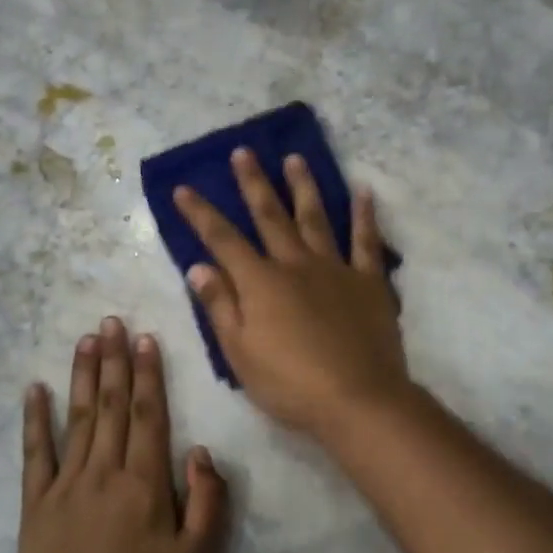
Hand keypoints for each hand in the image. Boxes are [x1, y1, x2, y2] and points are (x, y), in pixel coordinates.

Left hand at [18, 318, 229, 552]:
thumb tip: (200, 451)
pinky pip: (34, 454)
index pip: (147, 414)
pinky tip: (34, 389)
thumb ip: (208, 502)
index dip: (147, 374)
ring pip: (77, 418)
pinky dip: (34, 419)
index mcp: (144, 483)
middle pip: (110, 405)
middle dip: (114, 360)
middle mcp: (103, 472)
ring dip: (82, 375)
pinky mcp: (35, 506)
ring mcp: (64, 486)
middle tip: (112, 321)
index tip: (144, 338)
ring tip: (86, 339)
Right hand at [172, 148, 410, 437]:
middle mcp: (295, 264)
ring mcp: (335, 269)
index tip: (184, 188)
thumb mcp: (240, 352)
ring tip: (295, 158)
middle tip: (243, 152)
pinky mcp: (368, 281)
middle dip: (253, 183)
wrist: (358, 399)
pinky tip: (363, 191)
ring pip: (315, 218)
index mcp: (260, 283)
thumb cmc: (290, 383)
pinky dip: (364, 215)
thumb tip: (198, 266)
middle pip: (270, 216)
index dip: (201, 214)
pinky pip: (366, 241)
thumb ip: (220, 306)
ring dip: (303, 186)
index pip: (222, 240)